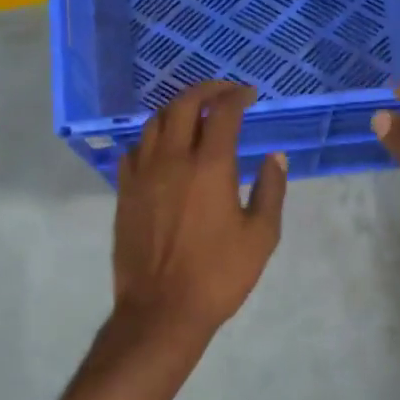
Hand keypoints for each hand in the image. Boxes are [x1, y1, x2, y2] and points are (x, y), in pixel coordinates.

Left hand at [112, 81, 287, 341]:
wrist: (162, 309)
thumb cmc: (218, 275)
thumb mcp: (260, 236)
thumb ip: (270, 191)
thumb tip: (275, 157)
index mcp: (210, 166)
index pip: (222, 112)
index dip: (237, 96)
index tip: (249, 95)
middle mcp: (172, 159)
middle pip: (183, 105)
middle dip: (205, 89)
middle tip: (223, 92)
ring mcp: (142, 174)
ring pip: (154, 122)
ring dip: (176, 109)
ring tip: (193, 113)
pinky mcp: (124, 192)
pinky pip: (134, 150)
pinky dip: (151, 138)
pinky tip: (162, 148)